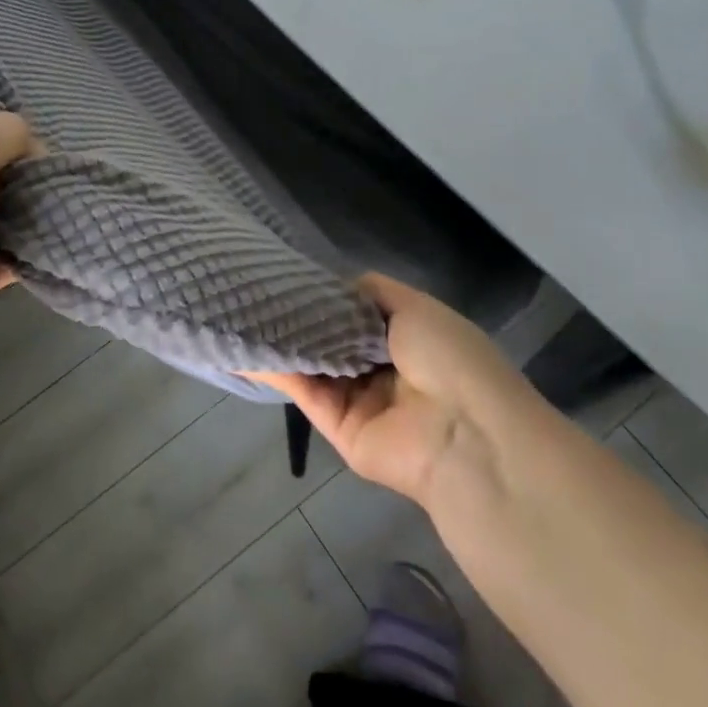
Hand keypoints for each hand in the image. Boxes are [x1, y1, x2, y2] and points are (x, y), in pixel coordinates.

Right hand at [247, 274, 526, 506]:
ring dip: (283, 340)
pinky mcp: (339, 429)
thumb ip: (371, 292)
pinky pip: (305, 393)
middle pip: (332, 338)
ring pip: (314, 364)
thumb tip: (334, 286)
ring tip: (242, 310)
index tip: (289, 273)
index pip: (356, 312)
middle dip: (300, 316)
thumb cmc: (447, 357)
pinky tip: (247, 346)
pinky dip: (278, 371)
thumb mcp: (415, 306)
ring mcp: (360, 400)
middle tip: (258, 289)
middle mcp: (382, 368)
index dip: (326, 295)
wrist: (465, 433)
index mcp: (406, 337)